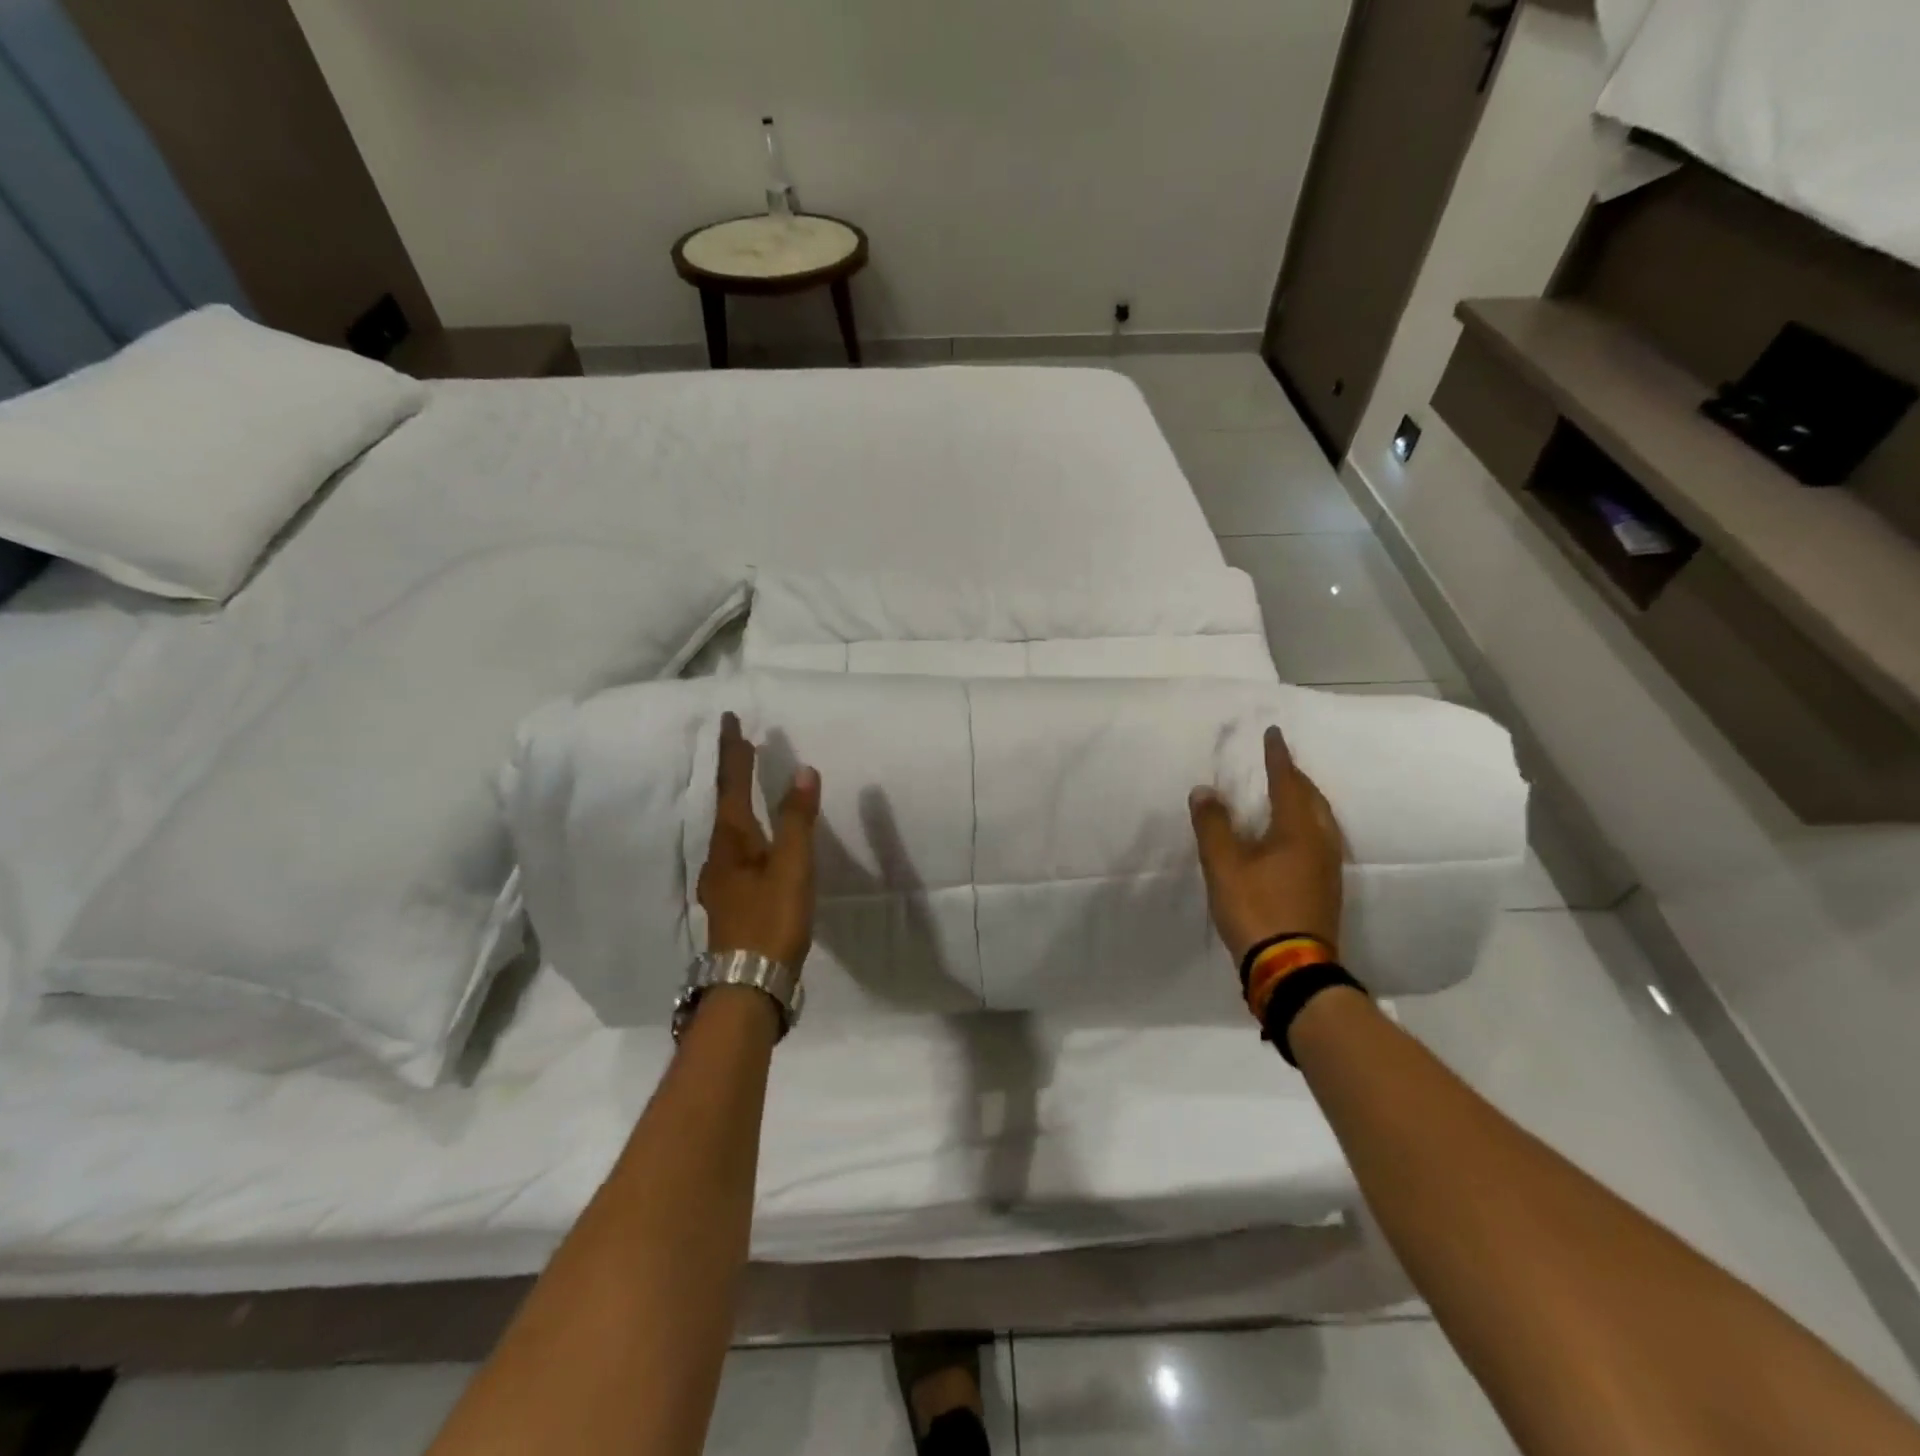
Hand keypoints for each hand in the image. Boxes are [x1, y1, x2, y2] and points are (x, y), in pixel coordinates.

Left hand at [696, 713, 820, 969]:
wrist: (749, 984)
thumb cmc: (772, 920)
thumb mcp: (792, 868)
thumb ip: (797, 820)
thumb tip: (803, 770)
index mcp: (732, 842)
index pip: (732, 785)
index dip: (734, 752)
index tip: (731, 720)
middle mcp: (719, 856)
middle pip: (724, 804)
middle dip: (732, 773)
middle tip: (741, 746)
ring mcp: (721, 881)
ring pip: (727, 829)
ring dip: (737, 800)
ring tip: (748, 785)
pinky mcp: (731, 900)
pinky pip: (735, 850)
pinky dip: (744, 829)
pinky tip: (753, 843)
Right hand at [1190, 724, 1343, 963]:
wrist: (1291, 969)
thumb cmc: (1256, 909)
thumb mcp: (1223, 866)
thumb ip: (1213, 826)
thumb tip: (1205, 791)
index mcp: (1298, 830)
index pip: (1288, 782)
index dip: (1278, 757)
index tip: (1273, 733)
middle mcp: (1320, 843)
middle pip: (1311, 798)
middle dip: (1295, 777)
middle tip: (1278, 762)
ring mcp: (1327, 868)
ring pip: (1319, 820)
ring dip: (1303, 800)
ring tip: (1286, 792)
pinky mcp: (1325, 888)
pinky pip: (1318, 839)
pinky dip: (1304, 823)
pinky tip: (1292, 835)